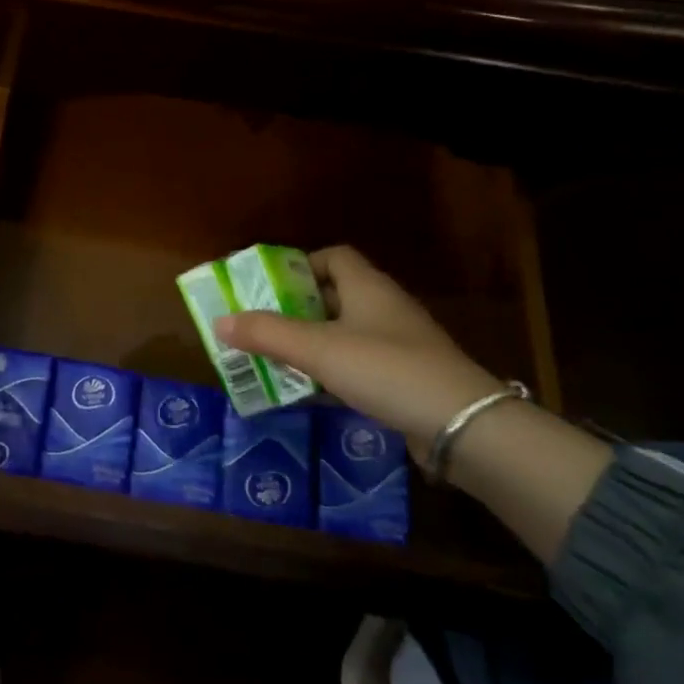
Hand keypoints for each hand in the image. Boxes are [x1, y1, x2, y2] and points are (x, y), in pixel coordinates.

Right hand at [214, 246, 502, 461]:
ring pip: (345, 335)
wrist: (464, 427)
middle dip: (296, 309)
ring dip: (311, 345)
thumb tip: (219, 322)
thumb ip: (267, 334)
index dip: (300, 264)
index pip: (333, 256)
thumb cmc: (386, 369)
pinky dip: (333, 375)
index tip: (269, 285)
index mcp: (367, 287)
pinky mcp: (406, 380)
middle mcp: (384, 308)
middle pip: (334, 296)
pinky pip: (359, 367)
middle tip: (260, 325)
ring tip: (275, 360)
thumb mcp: (319, 349)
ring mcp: (399, 346)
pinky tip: (310, 395)